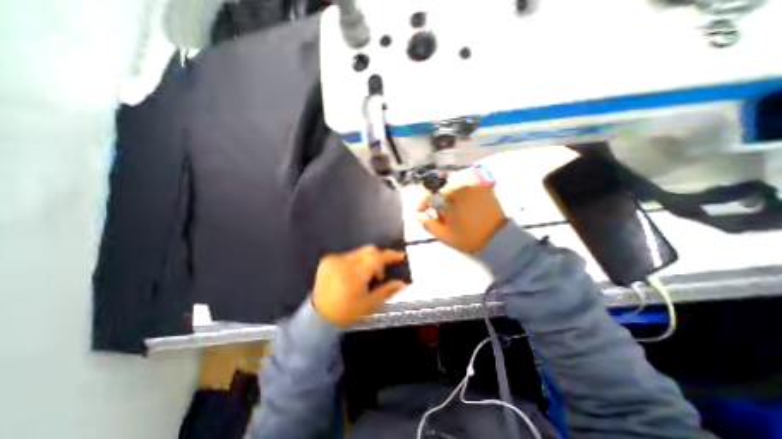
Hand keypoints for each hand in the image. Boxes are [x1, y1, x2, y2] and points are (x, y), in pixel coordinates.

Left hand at [312, 247, 409, 326]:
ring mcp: (334, 259)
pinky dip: (354, 262)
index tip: (400, 256)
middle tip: (379, 275)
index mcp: (356, 273)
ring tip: (364, 278)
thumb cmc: (346, 312)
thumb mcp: (369, 304)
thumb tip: (402, 284)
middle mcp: (344, 262)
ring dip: (366, 261)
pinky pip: (347, 255)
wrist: (318, 316)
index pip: (378, 257)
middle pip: (369, 250)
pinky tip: (351, 276)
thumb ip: (387, 291)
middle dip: (379, 258)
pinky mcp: (327, 260)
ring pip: (359, 252)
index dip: (391, 255)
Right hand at [415, 169, 506, 251]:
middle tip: (439, 216)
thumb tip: (418, 215)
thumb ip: (428, 224)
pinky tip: (462, 209)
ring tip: (452, 214)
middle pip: (443, 189)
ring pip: (454, 188)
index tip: (420, 211)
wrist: (500, 238)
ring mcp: (475, 184)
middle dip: (438, 202)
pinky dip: (460, 197)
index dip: (423, 203)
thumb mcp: (445, 235)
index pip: (431, 193)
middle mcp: (464, 184)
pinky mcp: (484, 188)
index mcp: (453, 194)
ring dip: (449, 199)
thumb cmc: (470, 237)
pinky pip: (466, 188)